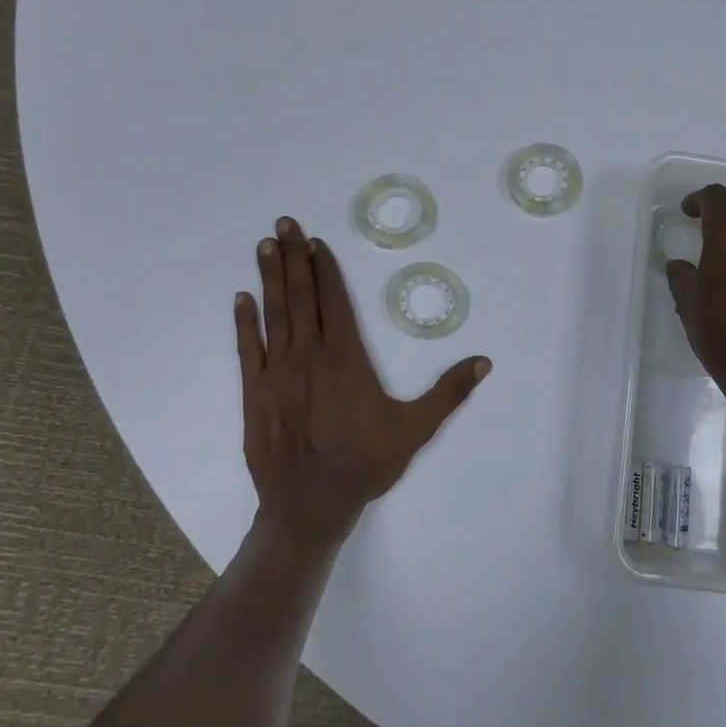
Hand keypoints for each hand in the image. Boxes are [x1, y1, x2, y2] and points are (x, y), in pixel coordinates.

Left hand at [235, 217, 490, 555]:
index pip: (335, 301)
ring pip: (274, 314)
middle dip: (294, 257)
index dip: (326, 269)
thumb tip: (484, 362)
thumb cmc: (366, 462)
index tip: (316, 242)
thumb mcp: (416, 428)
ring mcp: (277, 372)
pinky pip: (249, 349)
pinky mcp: (255, 393)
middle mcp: (309, 355)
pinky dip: (245, 322)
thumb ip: (449, 392)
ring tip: (266, 245)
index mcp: (346, 358)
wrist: (311, 503)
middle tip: (285, 223)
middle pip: (301, 297)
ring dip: (270, 277)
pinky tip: (241, 298)